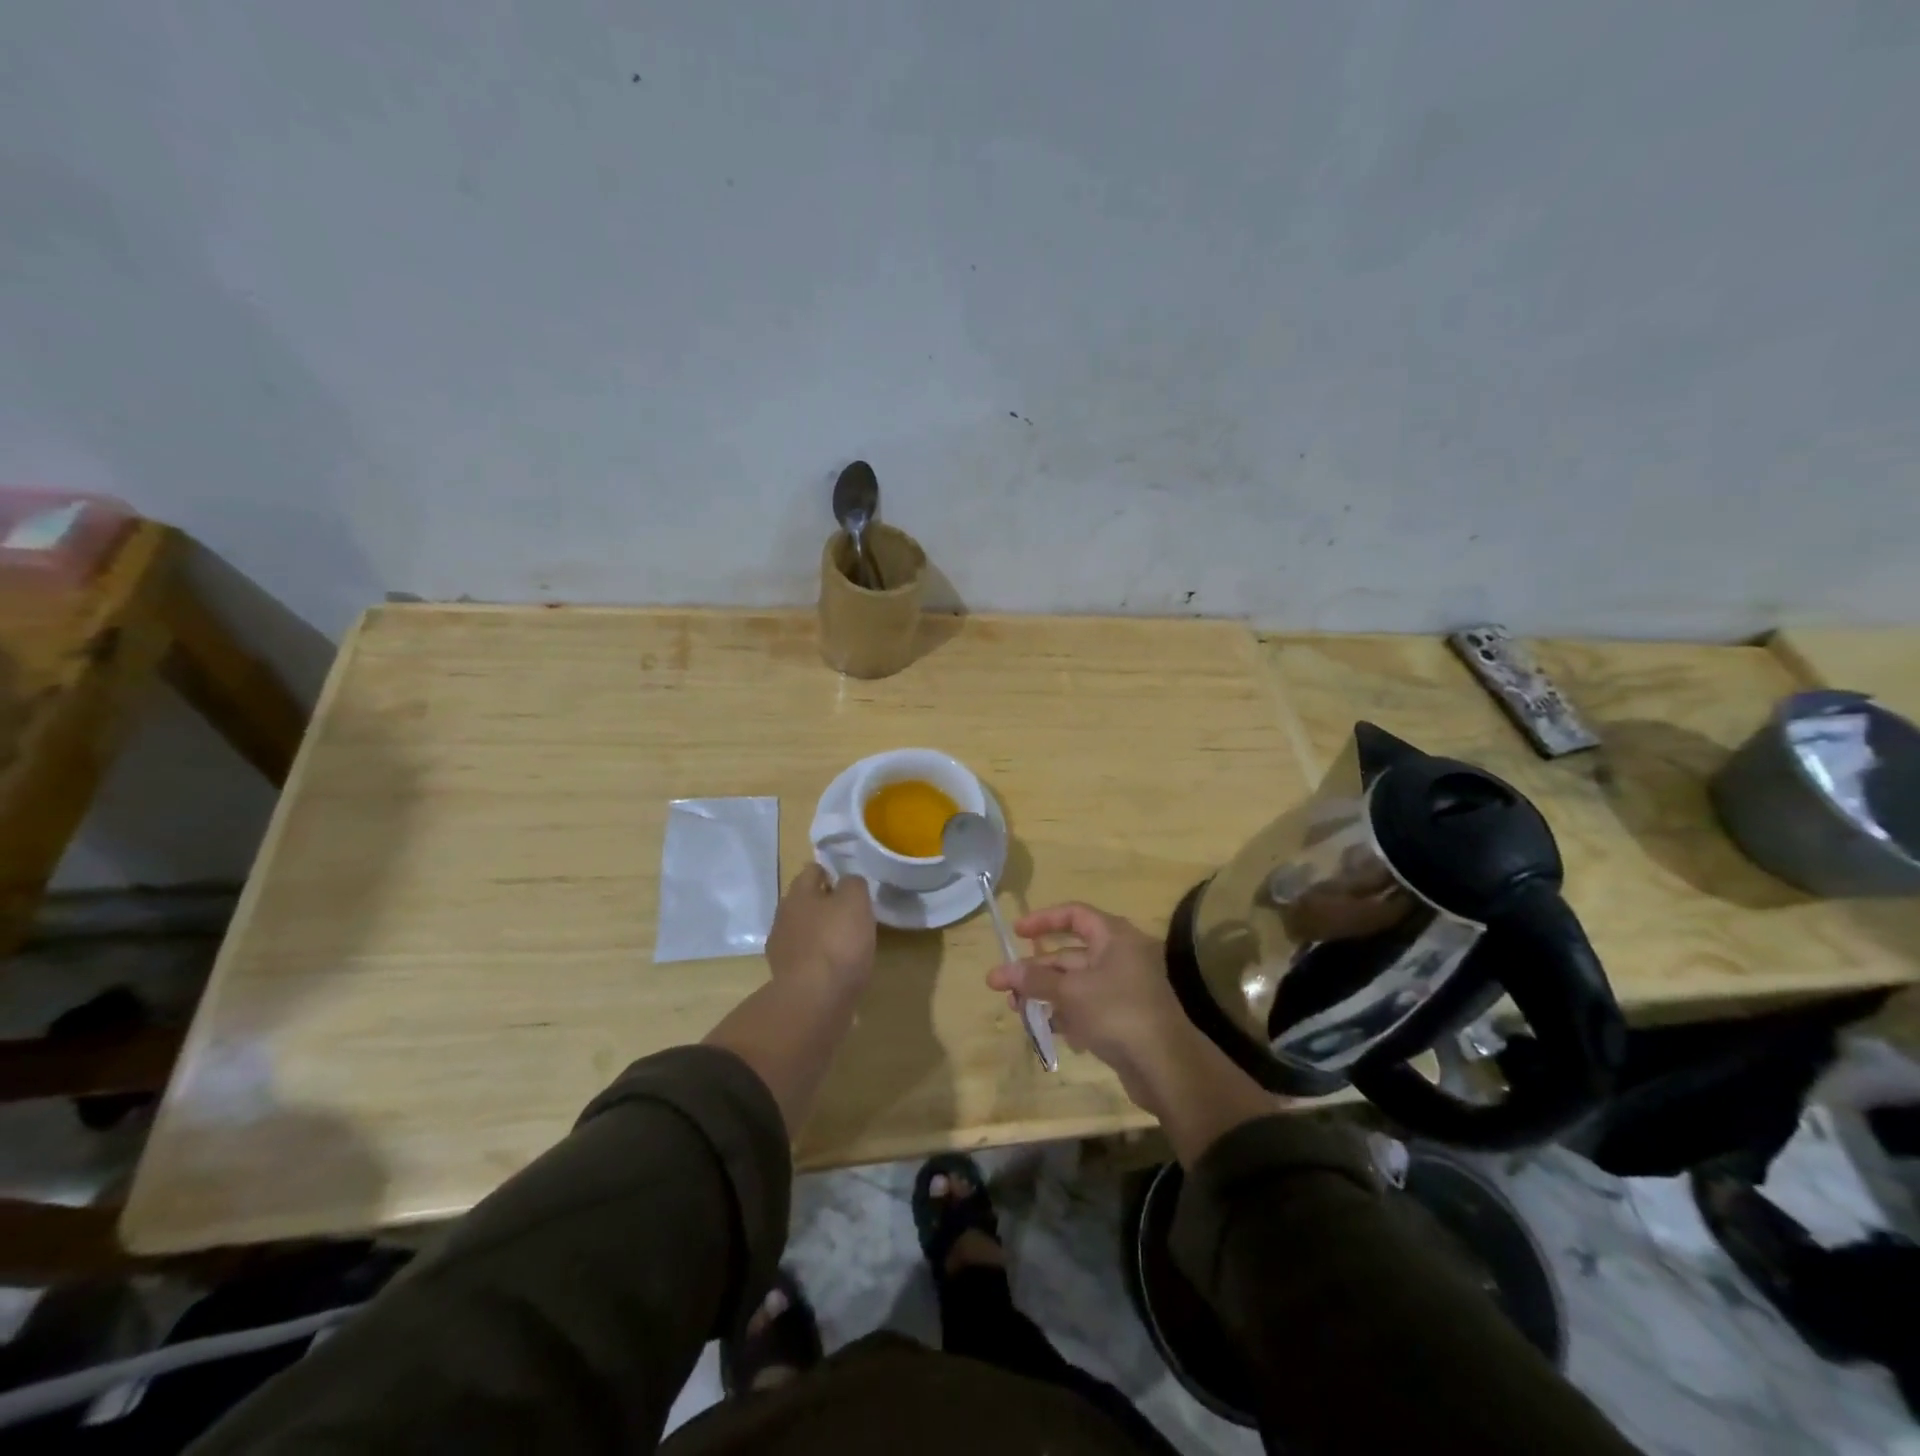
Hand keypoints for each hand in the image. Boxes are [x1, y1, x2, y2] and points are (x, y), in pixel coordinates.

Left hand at [766, 864, 875, 993]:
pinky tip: (835, 968)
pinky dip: (818, 960)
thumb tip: (848, 883)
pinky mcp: (785, 978)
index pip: (811, 871)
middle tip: (850, 914)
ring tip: (845, 944)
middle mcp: (783, 917)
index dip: (830, 873)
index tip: (848, 885)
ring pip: (803, 931)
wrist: (814, 1000)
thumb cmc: (837, 942)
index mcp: (798, 894)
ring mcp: (781, 949)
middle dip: (823, 904)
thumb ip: (853, 884)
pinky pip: (805, 959)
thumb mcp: (855, 902)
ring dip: (819, 933)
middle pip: (804, 902)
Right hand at [988, 903, 1198, 1113]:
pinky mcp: (1122, 1017)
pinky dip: (1064, 1013)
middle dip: (1035, 968)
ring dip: (1044, 993)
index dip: (1044, 920)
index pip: (1076, 915)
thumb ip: (1036, 979)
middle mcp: (1120, 956)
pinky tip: (1043, 1028)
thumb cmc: (1117, 1012)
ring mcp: (1123, 989)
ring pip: (1075, 983)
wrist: (1166, 1066)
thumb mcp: (1071, 992)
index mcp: (1115, 937)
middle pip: (1070, 953)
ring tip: (1015, 1009)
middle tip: (1000, 984)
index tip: (1016, 933)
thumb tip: (1004, 970)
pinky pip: (1086, 1006)